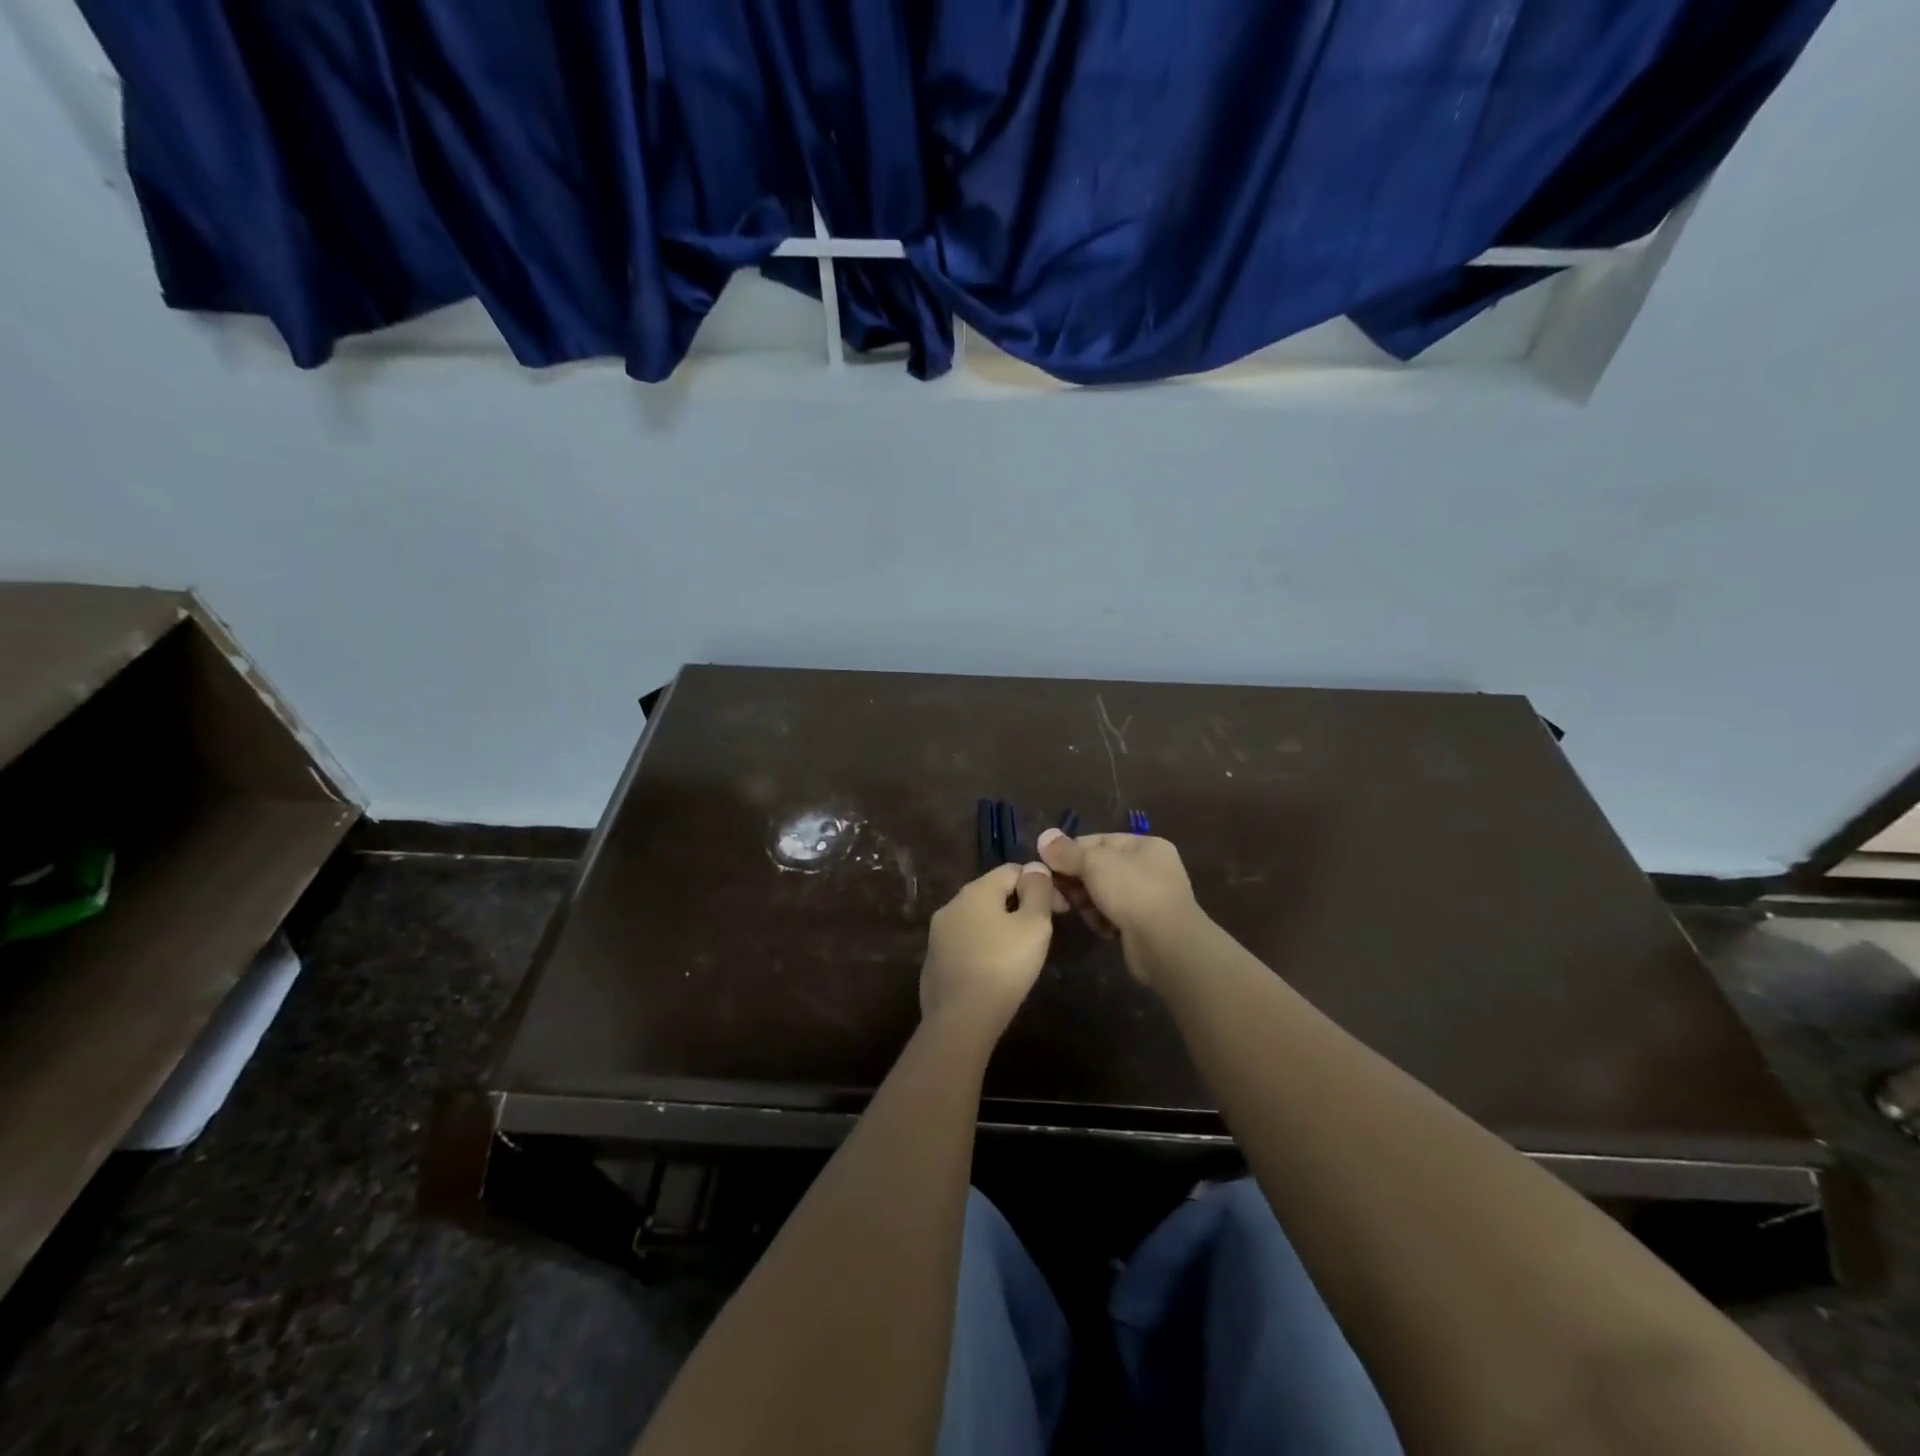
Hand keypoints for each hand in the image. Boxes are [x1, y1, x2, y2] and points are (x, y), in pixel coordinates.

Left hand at [920, 863, 1055, 1035]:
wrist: (960, 1018)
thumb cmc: (1004, 965)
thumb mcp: (1034, 925)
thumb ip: (1038, 891)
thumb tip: (1035, 868)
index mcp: (975, 890)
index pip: (1012, 870)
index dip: (1040, 883)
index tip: (1059, 910)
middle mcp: (951, 905)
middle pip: (992, 893)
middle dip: (1019, 905)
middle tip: (1041, 933)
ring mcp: (937, 933)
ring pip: (976, 919)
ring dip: (999, 927)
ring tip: (1020, 953)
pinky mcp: (933, 960)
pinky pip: (964, 943)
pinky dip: (982, 947)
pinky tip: (994, 970)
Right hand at [1036, 829, 1200, 984]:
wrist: (1166, 945)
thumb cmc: (1133, 892)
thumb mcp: (1094, 863)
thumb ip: (1067, 851)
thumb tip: (1044, 836)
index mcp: (1145, 846)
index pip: (1099, 841)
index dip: (1071, 851)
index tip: (1047, 864)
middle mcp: (1150, 869)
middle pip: (1099, 868)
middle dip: (1076, 879)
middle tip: (1058, 892)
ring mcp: (1148, 899)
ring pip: (1102, 893)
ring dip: (1087, 902)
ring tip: (1081, 911)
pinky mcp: (1142, 926)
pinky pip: (1111, 915)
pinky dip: (1102, 919)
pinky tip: (1100, 927)